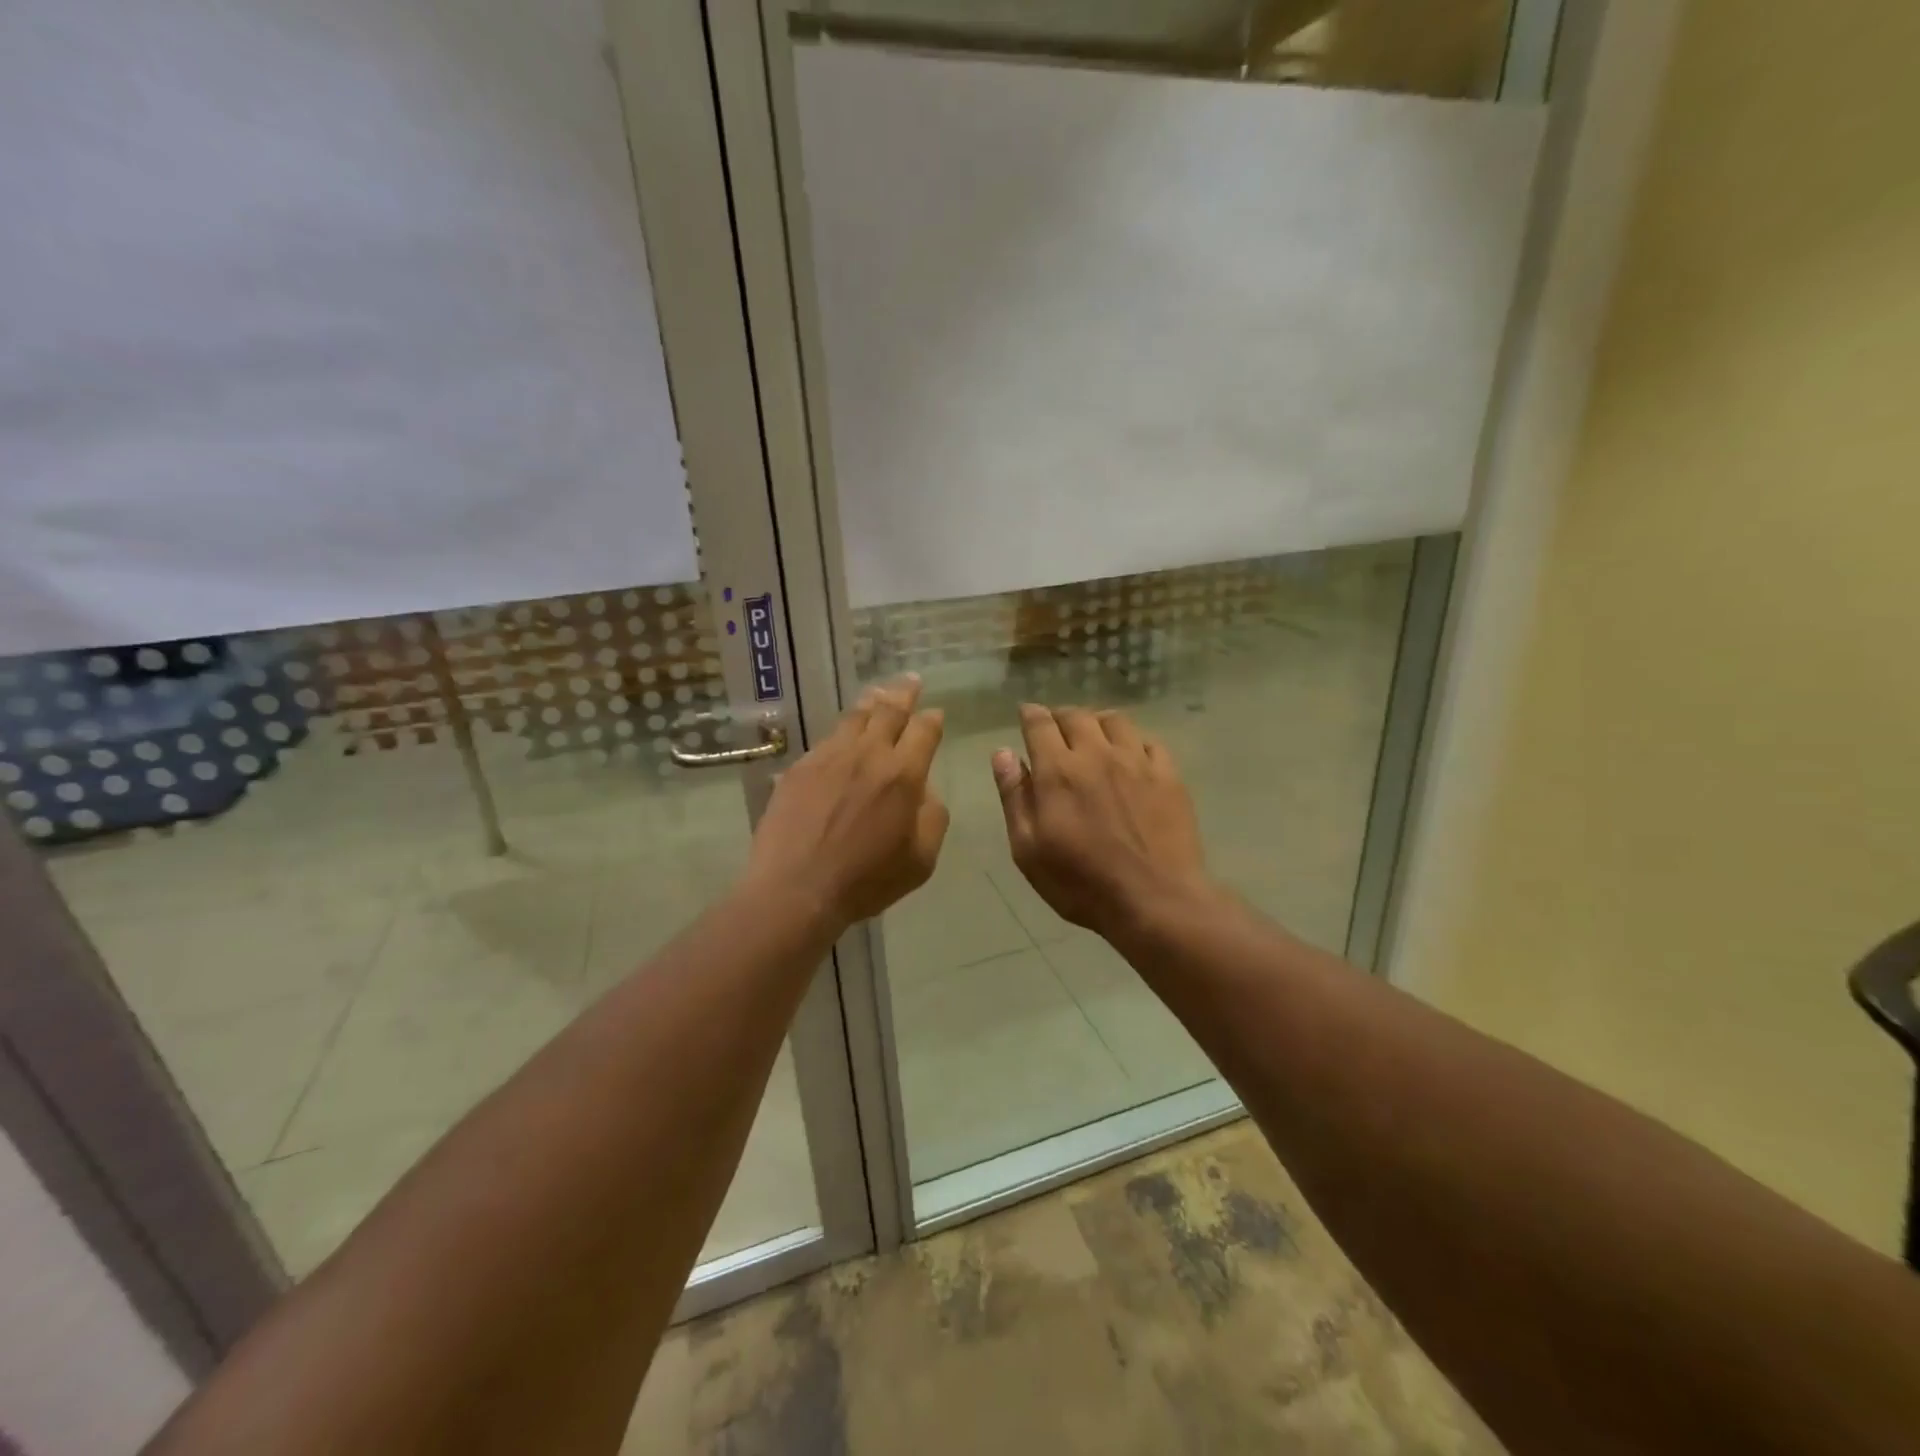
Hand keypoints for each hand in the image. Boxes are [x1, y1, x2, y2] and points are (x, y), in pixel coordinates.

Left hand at [746, 676, 947, 930]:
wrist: (797, 888)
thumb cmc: (866, 880)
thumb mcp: (921, 859)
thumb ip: (933, 817)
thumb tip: (926, 790)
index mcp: (903, 774)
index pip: (924, 731)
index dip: (932, 719)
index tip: (936, 714)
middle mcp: (868, 754)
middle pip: (889, 711)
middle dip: (904, 694)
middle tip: (911, 681)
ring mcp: (829, 757)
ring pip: (854, 717)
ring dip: (872, 702)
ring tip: (878, 693)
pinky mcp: (800, 768)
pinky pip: (826, 739)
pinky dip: (842, 730)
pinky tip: (842, 734)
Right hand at [993, 705, 1210, 939]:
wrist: (1155, 901)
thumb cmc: (1081, 884)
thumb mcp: (1029, 850)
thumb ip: (1015, 797)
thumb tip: (1003, 753)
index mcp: (1058, 771)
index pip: (1040, 725)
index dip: (1030, 715)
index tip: (1026, 714)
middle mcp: (1096, 755)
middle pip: (1077, 716)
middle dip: (1061, 716)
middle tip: (1056, 728)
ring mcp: (1137, 762)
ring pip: (1114, 721)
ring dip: (1097, 721)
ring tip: (1093, 734)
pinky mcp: (1168, 775)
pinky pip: (1149, 741)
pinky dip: (1133, 740)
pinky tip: (1131, 754)